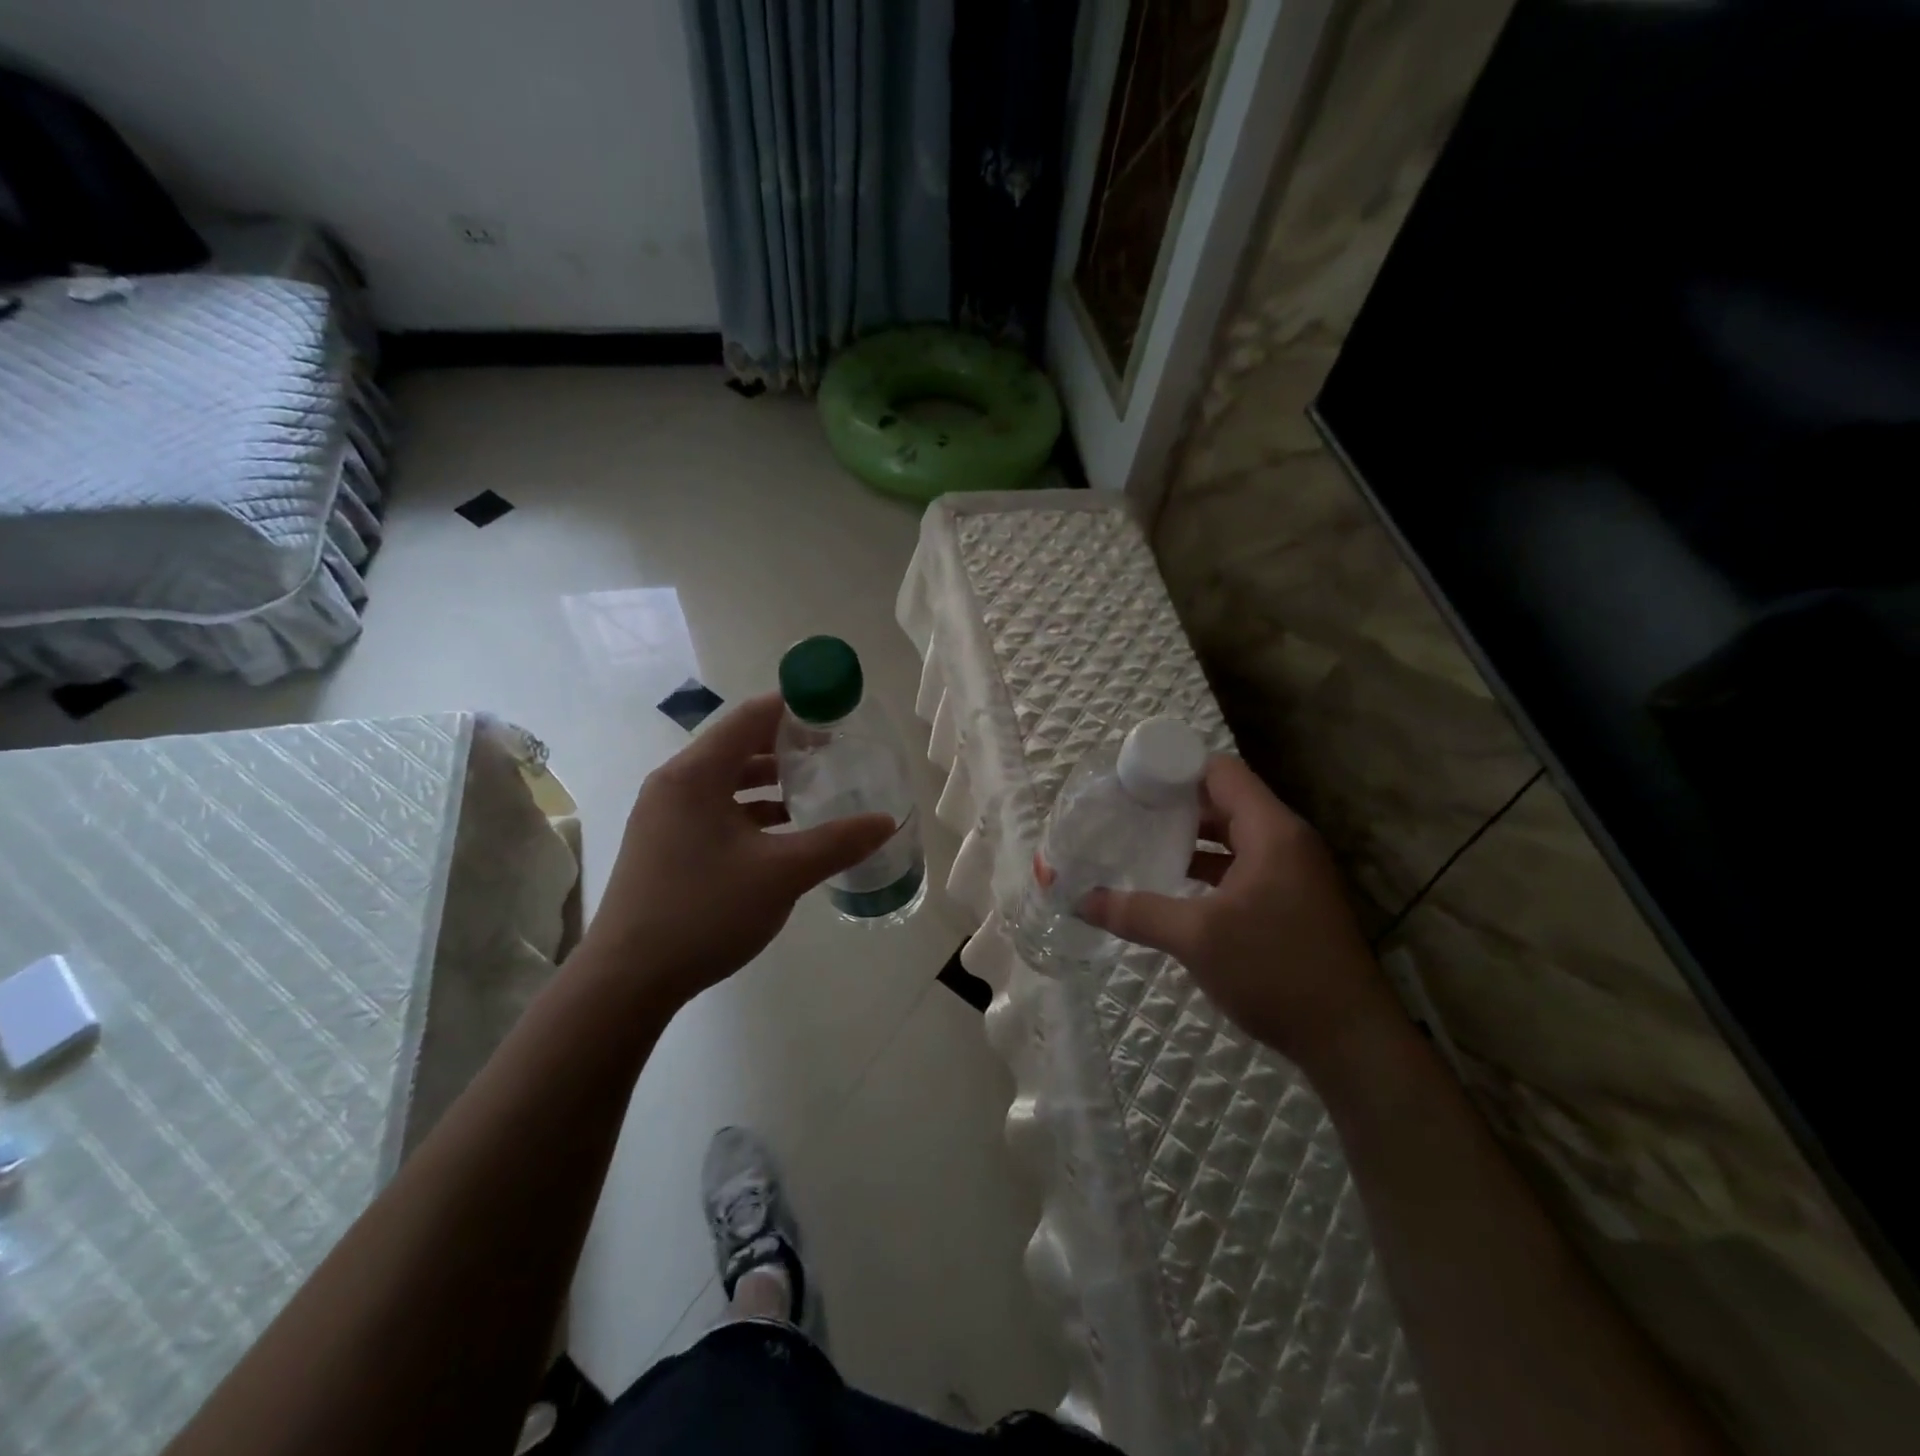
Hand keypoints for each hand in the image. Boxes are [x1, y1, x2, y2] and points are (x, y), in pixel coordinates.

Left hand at [579, 693, 894, 1005]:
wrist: (627, 980)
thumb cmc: (704, 912)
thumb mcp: (782, 874)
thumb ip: (837, 842)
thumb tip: (887, 822)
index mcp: (696, 774)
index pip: (751, 717)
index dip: (796, 708)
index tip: (837, 713)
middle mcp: (675, 784)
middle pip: (739, 745)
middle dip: (788, 746)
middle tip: (835, 753)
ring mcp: (665, 815)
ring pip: (727, 781)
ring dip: (770, 781)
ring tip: (815, 791)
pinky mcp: (665, 844)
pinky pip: (716, 809)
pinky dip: (751, 811)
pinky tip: (783, 834)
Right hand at [1080, 756, 1398, 1069]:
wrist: (1351, 1040)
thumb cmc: (1276, 971)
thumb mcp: (1198, 938)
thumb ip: (1136, 913)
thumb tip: (1079, 901)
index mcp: (1272, 832)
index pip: (1220, 772)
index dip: (1175, 770)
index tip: (1132, 784)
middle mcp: (1286, 841)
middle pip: (1225, 800)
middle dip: (1176, 804)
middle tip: (1127, 813)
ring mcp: (1292, 872)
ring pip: (1233, 836)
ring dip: (1191, 838)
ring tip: (1141, 844)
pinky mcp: (1291, 901)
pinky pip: (1243, 865)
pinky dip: (1209, 867)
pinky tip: (1174, 885)